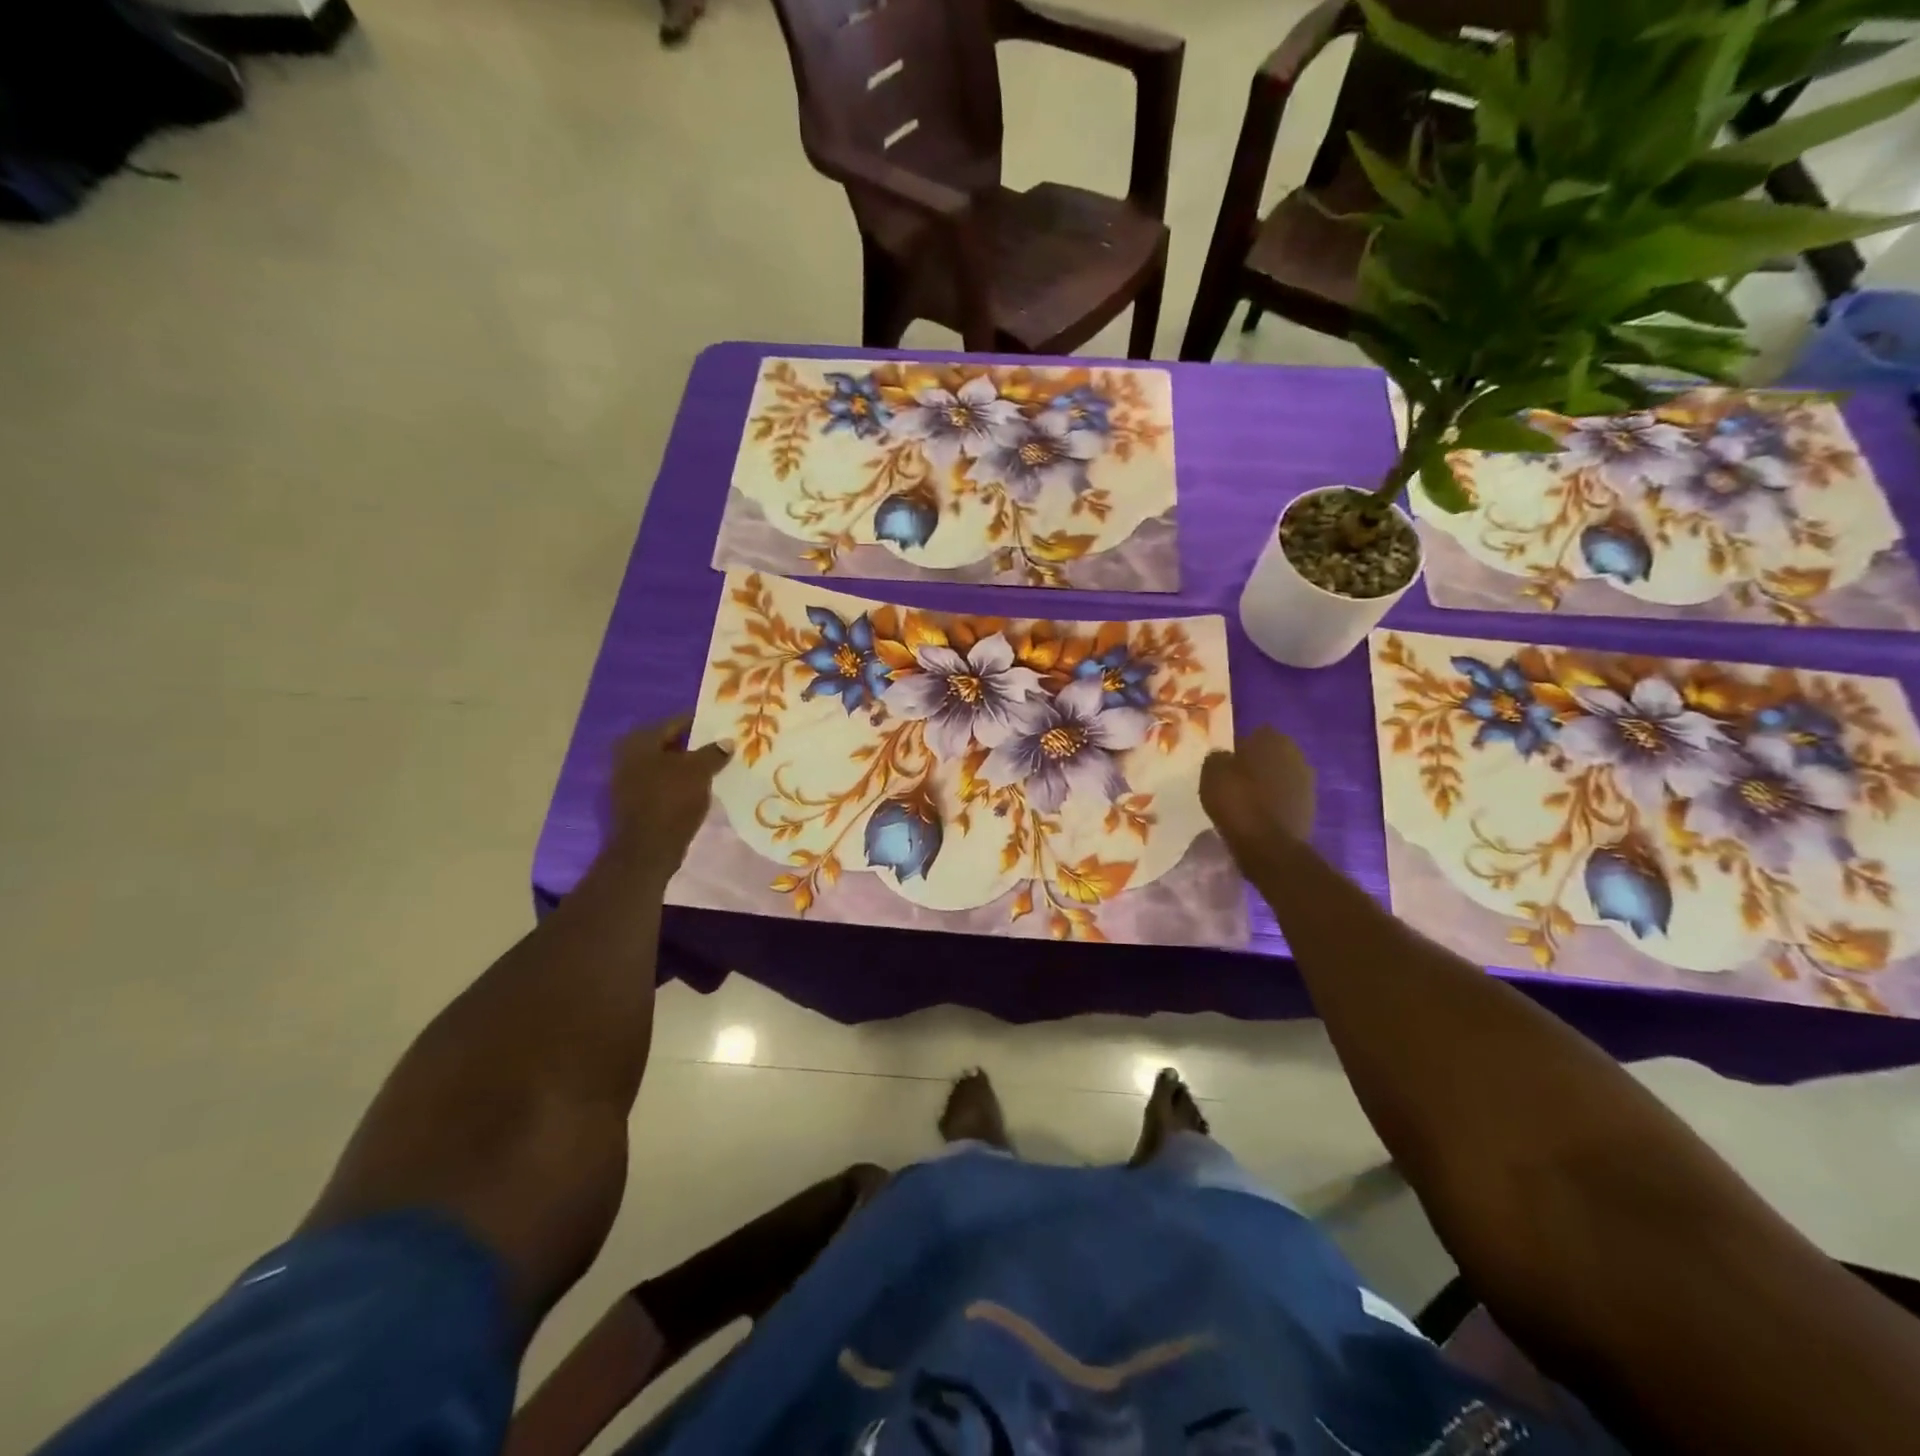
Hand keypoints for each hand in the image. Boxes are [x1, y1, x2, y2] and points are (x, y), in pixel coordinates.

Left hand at [608, 715, 730, 880]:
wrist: (647, 850)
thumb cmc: (671, 801)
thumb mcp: (698, 772)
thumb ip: (713, 753)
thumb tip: (727, 741)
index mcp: (640, 741)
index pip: (677, 722)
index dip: (702, 722)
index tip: (724, 724)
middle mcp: (629, 755)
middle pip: (671, 743)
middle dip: (697, 745)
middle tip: (725, 744)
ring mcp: (630, 780)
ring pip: (668, 765)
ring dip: (690, 765)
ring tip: (718, 765)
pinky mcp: (636, 801)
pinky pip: (665, 783)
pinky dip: (682, 782)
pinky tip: (703, 786)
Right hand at [1200, 726, 1316, 857]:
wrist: (1268, 845)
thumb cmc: (1238, 801)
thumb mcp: (1212, 772)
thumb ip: (1218, 757)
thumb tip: (1224, 757)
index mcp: (1273, 739)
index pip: (1254, 735)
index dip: (1239, 749)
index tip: (1226, 765)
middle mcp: (1296, 755)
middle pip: (1270, 756)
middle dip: (1256, 766)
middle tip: (1235, 782)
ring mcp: (1308, 782)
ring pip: (1280, 777)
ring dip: (1267, 785)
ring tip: (1246, 802)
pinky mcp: (1311, 807)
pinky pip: (1286, 799)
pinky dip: (1275, 804)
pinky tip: (1259, 817)